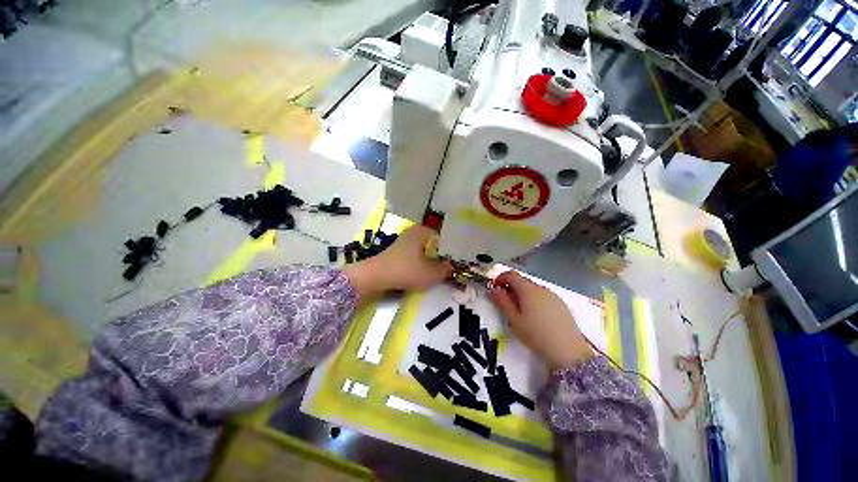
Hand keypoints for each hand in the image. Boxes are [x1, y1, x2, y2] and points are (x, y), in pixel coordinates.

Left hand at [343, 225, 452, 302]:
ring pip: (425, 248)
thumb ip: (445, 270)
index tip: (460, 257)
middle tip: (453, 264)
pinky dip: (423, 260)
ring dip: (433, 258)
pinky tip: (426, 269)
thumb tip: (453, 266)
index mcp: (423, 231)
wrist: (374, 277)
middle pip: (435, 242)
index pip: (444, 235)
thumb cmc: (405, 271)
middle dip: (443, 253)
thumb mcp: (430, 274)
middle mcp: (414, 232)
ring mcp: (405, 241)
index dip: (453, 247)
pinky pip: (416, 253)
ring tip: (442, 268)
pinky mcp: (398, 251)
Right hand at [488, 271, 593, 369]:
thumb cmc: (535, 334)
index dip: (500, 279)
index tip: (494, 289)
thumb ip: (502, 301)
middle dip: (510, 287)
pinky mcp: (561, 304)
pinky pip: (542, 296)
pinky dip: (534, 300)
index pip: (511, 275)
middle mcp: (541, 288)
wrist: (568, 351)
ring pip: (532, 289)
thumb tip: (493, 289)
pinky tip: (535, 316)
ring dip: (522, 294)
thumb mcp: (514, 319)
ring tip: (519, 311)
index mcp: (528, 289)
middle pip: (522, 281)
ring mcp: (553, 295)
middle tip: (504, 302)